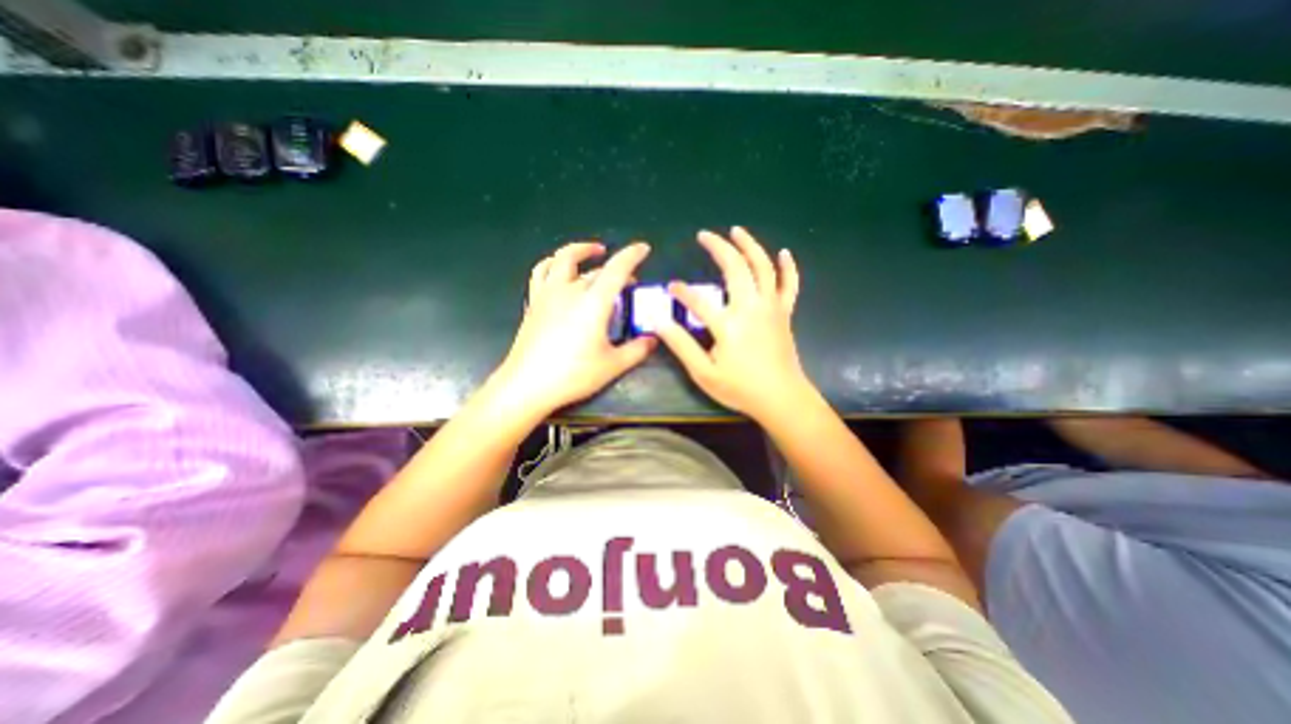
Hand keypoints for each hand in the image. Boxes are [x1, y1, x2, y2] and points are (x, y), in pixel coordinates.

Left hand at [493, 241, 657, 415]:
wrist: (527, 385)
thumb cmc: (573, 375)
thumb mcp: (612, 365)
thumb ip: (637, 350)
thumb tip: (654, 339)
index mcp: (593, 303)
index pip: (616, 269)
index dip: (632, 255)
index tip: (644, 248)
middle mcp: (570, 291)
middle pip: (595, 269)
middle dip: (615, 268)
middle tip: (628, 279)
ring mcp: (548, 294)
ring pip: (562, 259)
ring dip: (579, 251)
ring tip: (592, 253)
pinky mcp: (534, 303)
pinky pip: (541, 272)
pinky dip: (553, 264)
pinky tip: (559, 271)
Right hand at [660, 228, 808, 417]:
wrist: (782, 399)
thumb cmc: (741, 389)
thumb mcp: (704, 373)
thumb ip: (681, 345)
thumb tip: (659, 322)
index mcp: (728, 325)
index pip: (698, 300)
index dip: (682, 291)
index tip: (670, 287)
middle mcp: (751, 308)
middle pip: (735, 268)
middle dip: (718, 248)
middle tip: (704, 235)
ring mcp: (771, 308)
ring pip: (763, 267)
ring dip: (750, 245)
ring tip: (736, 230)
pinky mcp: (785, 313)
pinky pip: (789, 284)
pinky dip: (788, 267)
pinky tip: (783, 252)